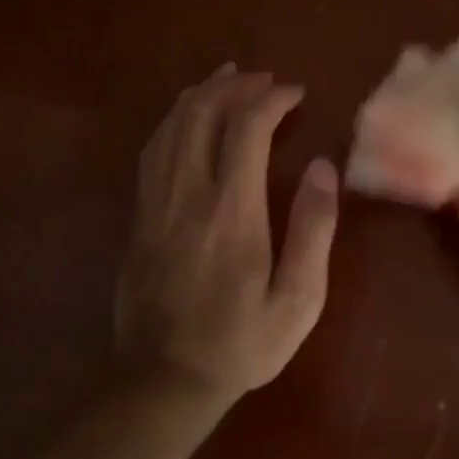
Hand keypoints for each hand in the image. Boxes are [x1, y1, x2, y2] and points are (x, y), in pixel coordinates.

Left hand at [116, 64, 339, 404]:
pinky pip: (151, 150)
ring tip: (227, 80)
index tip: (295, 93)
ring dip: (200, 94)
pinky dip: (173, 121)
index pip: (246, 128)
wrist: (165, 378)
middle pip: (201, 113)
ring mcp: (155, 203)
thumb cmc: (241, 343)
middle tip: (263, 80)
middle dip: (234, 86)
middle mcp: (187, 194)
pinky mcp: (137, 216)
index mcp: (231, 211)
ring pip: (171, 125)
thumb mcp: (297, 300)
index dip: (271, 99)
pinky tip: (186, 118)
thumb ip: (312, 230)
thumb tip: (321, 167)